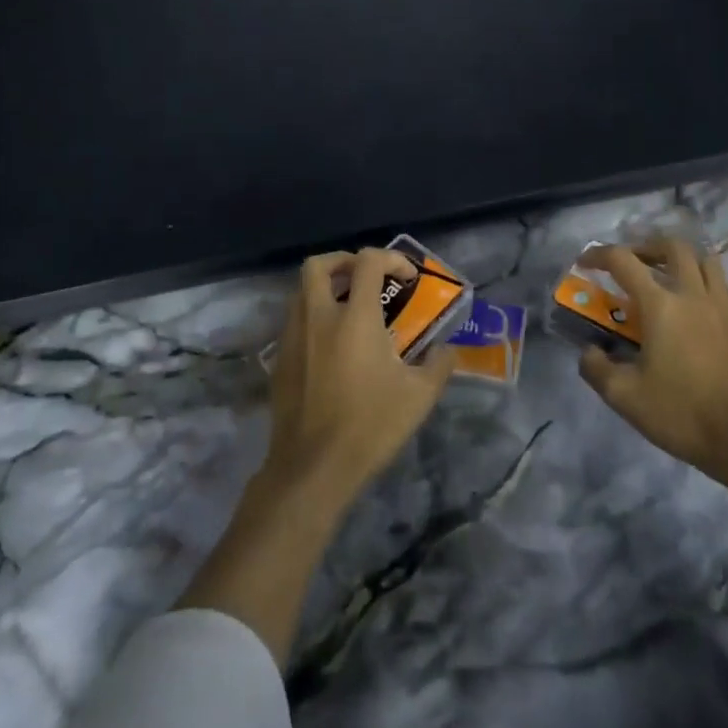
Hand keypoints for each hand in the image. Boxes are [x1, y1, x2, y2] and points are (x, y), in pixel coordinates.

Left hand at [264, 247, 455, 506]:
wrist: (313, 467)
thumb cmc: (370, 425)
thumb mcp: (419, 396)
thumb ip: (439, 365)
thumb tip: (447, 350)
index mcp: (354, 318)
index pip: (368, 262)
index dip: (392, 259)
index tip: (408, 279)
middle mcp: (318, 317)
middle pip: (318, 265)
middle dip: (344, 261)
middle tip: (366, 278)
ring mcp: (293, 337)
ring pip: (301, 292)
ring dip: (326, 288)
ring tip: (350, 309)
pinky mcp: (280, 360)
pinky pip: (294, 321)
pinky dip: (313, 317)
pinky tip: (332, 345)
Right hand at [577, 239, 727, 483]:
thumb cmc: (681, 413)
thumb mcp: (624, 397)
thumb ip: (597, 368)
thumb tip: (589, 352)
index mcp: (660, 305)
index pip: (623, 261)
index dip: (598, 255)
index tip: (585, 263)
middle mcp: (693, 294)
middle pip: (672, 246)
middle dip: (647, 246)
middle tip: (633, 263)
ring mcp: (724, 307)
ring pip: (706, 260)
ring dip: (682, 260)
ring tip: (668, 277)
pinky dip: (711, 285)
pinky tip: (702, 304)